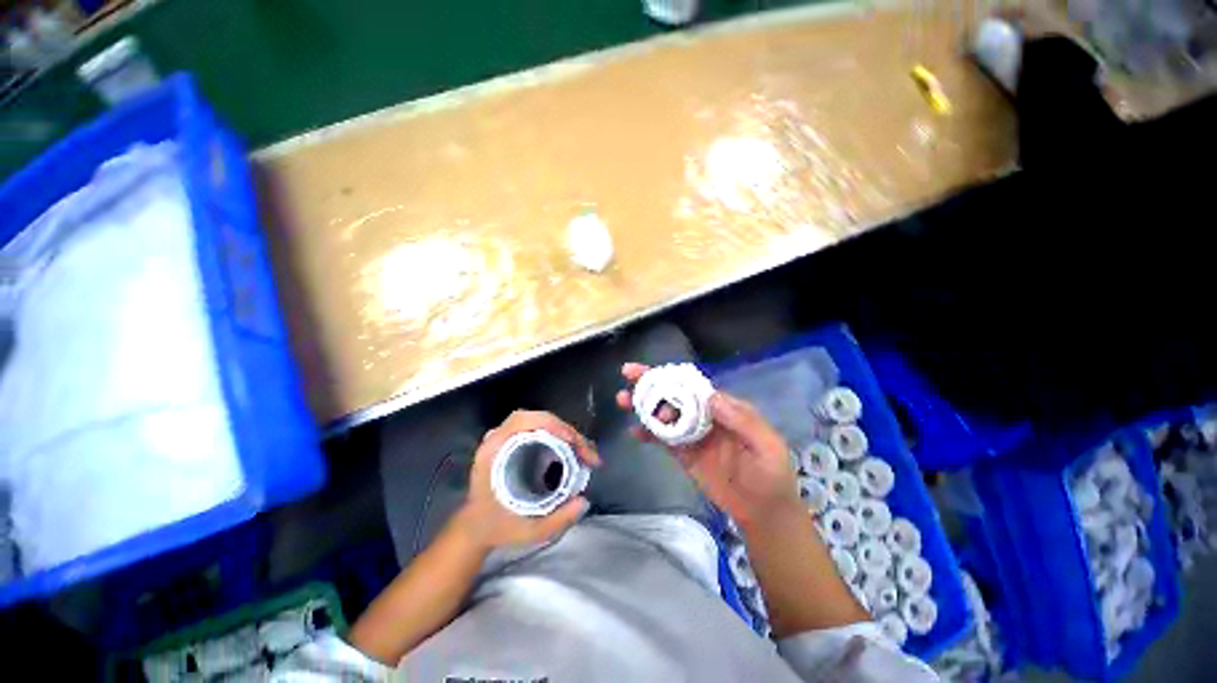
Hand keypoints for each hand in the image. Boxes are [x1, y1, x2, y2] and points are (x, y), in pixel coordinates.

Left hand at [454, 410, 599, 549]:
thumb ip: (556, 521)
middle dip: (566, 431)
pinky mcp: (516, 443)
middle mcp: (499, 439)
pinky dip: (560, 436)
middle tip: (585, 452)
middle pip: (537, 419)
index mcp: (493, 452)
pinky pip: (541, 430)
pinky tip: (572, 451)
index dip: (551, 425)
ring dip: (565, 433)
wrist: (475, 530)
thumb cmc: (496, 528)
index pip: (522, 421)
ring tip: (583, 452)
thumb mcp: (526, 531)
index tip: (572, 441)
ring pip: (541, 422)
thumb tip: (584, 501)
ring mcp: (508, 439)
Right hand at [616, 364, 800, 528]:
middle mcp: (705, 417)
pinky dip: (648, 434)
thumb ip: (742, 421)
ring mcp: (692, 435)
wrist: (763, 513)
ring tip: (623, 399)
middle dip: (652, 384)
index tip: (653, 373)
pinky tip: (633, 431)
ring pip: (664, 415)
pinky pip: (663, 440)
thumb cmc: (771, 476)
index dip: (674, 378)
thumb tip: (712, 396)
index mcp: (724, 408)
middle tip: (628, 374)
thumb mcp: (766, 446)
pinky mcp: (684, 455)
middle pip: (675, 396)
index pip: (695, 387)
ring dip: (644, 406)